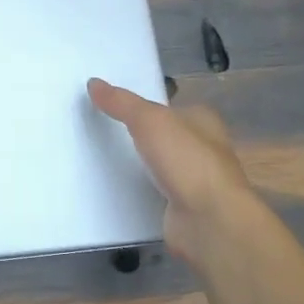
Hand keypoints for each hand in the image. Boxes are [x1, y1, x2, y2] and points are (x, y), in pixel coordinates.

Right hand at [88, 78, 256, 259]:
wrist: (209, 221)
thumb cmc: (186, 160)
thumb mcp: (149, 120)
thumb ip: (121, 102)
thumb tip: (94, 82)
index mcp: (203, 120)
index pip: (171, 107)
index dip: (147, 105)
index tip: (115, 106)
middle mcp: (204, 148)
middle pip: (165, 136)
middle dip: (141, 136)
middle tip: (102, 131)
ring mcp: (196, 181)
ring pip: (161, 166)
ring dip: (139, 166)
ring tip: (102, 159)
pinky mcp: (184, 208)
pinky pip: (156, 193)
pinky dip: (140, 192)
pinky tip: (116, 190)